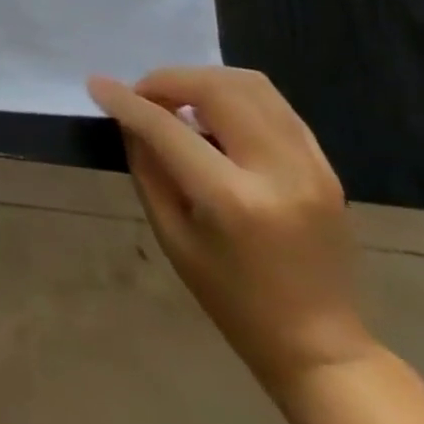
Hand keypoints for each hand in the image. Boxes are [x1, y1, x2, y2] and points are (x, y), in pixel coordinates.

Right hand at [88, 66, 373, 394]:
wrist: (319, 342)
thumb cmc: (230, 296)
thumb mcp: (171, 234)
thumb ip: (149, 167)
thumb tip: (131, 118)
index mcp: (233, 199)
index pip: (169, 128)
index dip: (127, 101)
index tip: (97, 85)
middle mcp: (279, 172)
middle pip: (219, 89)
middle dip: (169, 80)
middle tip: (143, 96)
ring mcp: (311, 166)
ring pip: (252, 86)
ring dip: (203, 81)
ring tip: (177, 101)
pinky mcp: (325, 166)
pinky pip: (274, 106)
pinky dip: (234, 96)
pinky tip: (212, 116)